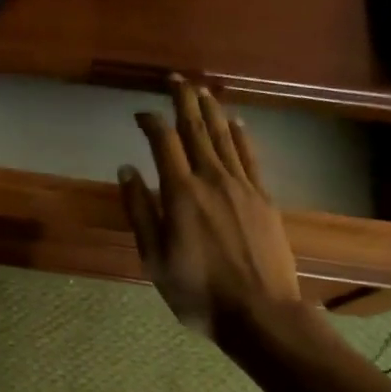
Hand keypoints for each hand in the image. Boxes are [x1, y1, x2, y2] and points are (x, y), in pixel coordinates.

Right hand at [119, 76, 303, 339]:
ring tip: (202, 90)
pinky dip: (241, 135)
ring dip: (211, 110)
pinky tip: (236, 122)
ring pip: (224, 137)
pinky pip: (250, 156)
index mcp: (180, 193)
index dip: (151, 121)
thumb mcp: (154, 257)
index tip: (140, 113)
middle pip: (197, 129)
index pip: (163, 142)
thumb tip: (126, 168)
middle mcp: (212, 179)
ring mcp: (242, 186)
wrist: (260, 312)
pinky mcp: (263, 198)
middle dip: (184, 100)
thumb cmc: (197, 292)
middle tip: (176, 79)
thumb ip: (140, 210)